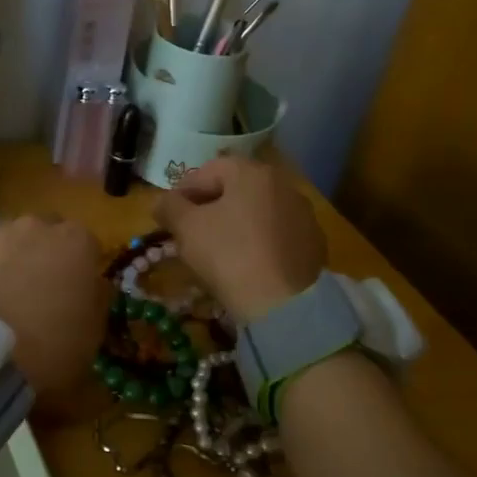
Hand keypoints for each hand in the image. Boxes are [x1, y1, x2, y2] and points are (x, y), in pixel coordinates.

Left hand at [0, 214, 103, 399]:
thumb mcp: (92, 333)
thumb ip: (95, 298)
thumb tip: (91, 285)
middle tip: (37, 290)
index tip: (74, 290)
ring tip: (1, 298)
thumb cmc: (50, 347)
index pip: (84, 244)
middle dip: (42, 254)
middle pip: (43, 234)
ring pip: (6, 242)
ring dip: (8, 261)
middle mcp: (34, 226)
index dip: (79, 267)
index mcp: (76, 242)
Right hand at [153, 156, 325, 322]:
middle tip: (189, 232)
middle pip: (234, 189)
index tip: (169, 215)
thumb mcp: (187, 228)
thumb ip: (169, 207)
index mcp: (252, 173)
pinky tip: (245, 263)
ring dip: (233, 223)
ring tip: (216, 250)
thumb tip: (163, 202)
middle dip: (209, 207)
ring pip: (255, 211)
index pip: (207, 171)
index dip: (182, 191)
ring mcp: (303, 214)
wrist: (284, 305)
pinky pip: (274, 233)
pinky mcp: (313, 243)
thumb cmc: (229, 255)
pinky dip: (257, 241)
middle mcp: (282, 184)